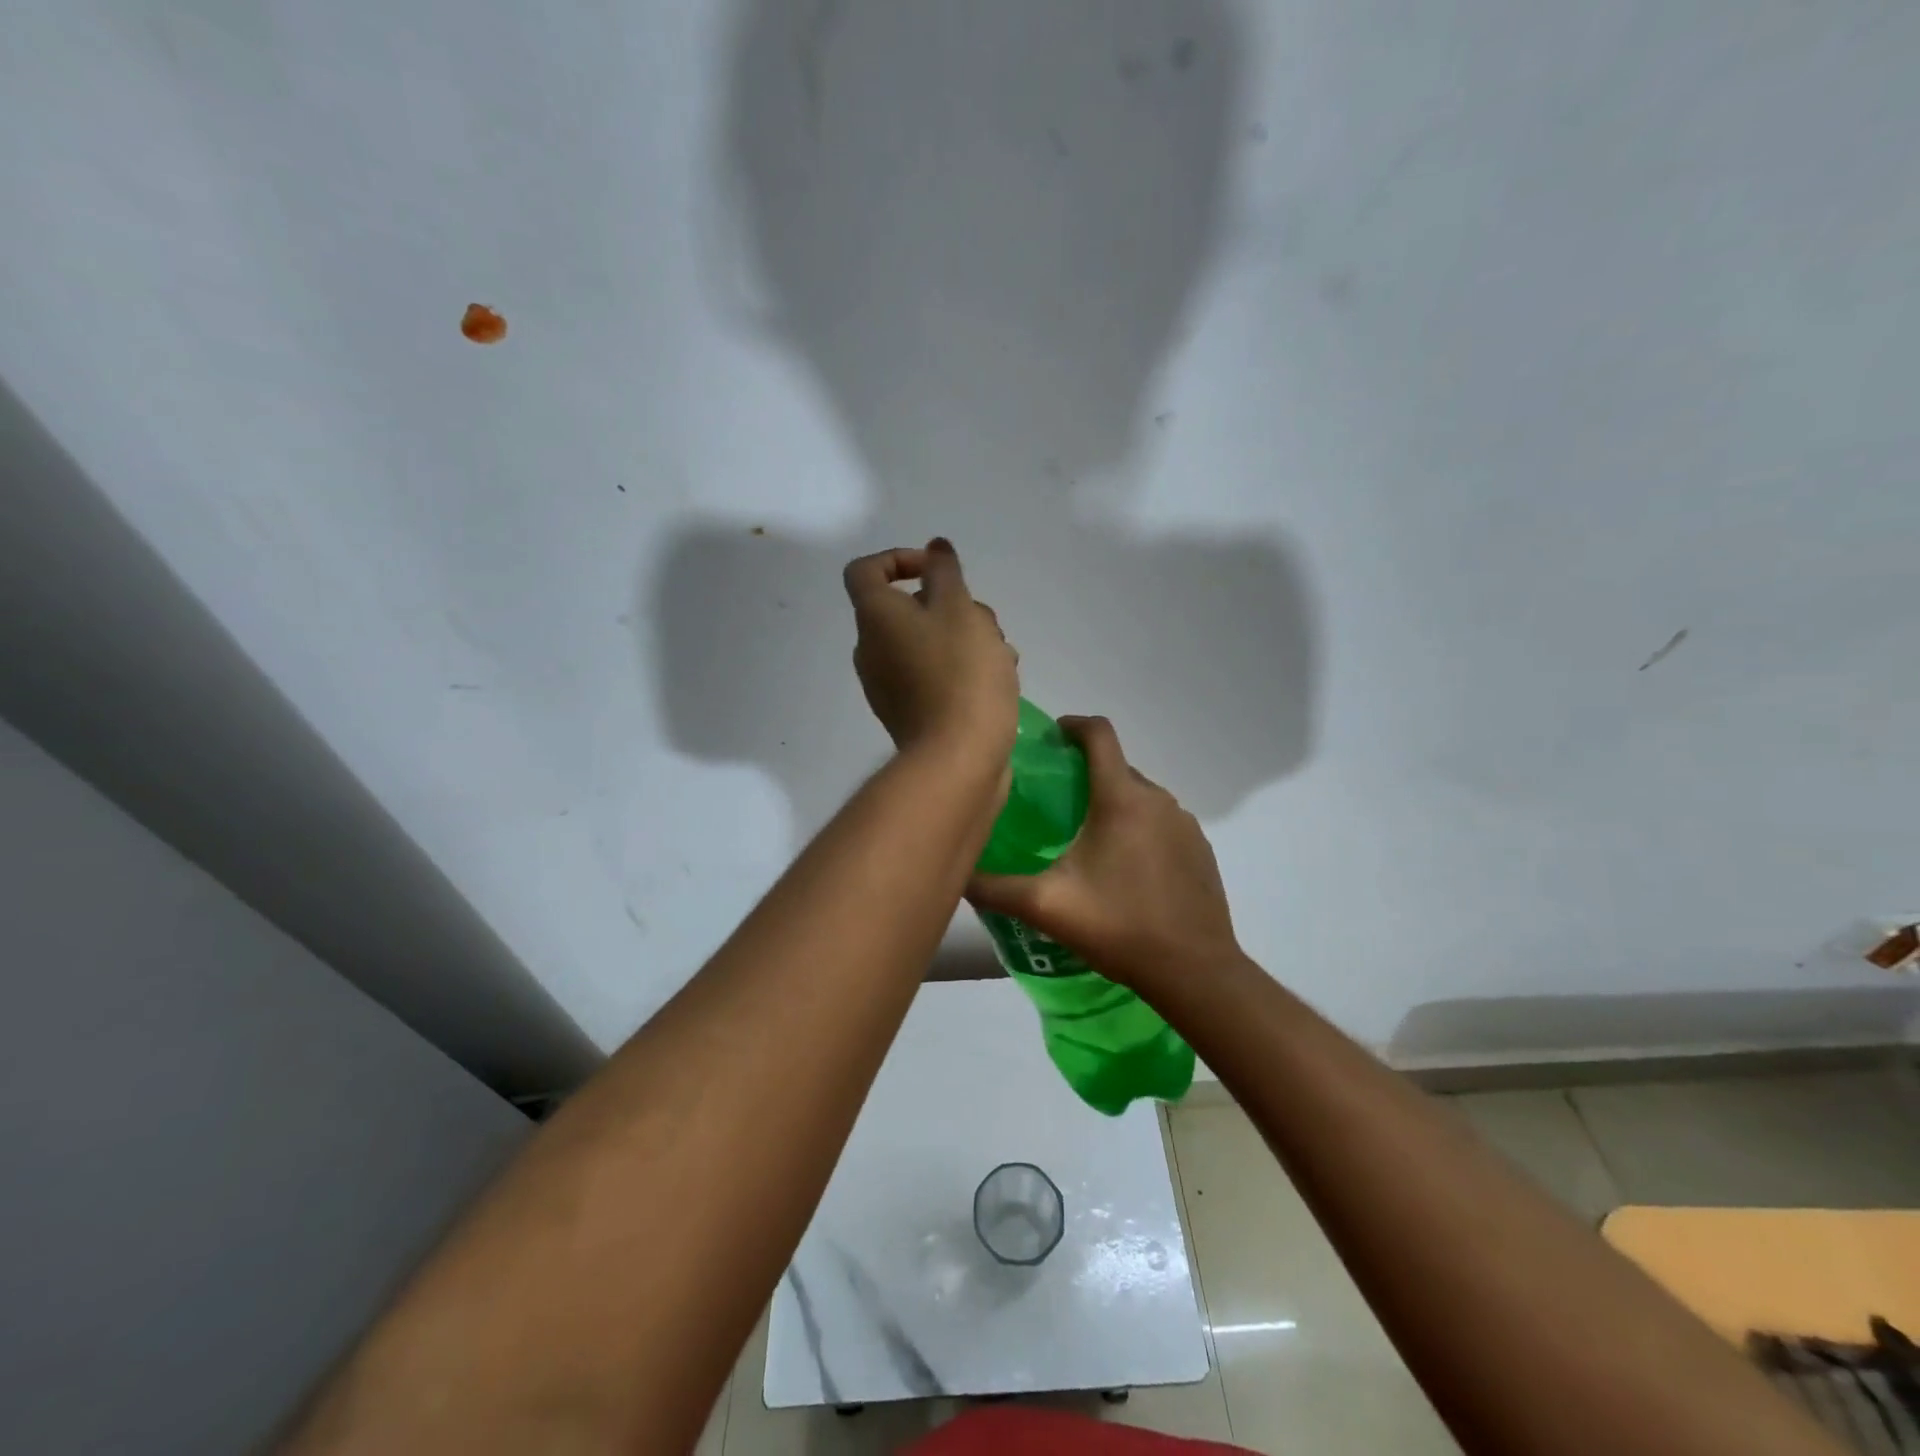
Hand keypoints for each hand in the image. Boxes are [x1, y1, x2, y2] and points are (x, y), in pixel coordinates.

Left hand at [845, 539, 1018, 770]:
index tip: (936, 570)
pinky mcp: (911, 712)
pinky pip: (933, 675)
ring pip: (929, 642)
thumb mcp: (959, 608)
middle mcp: (872, 649)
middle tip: (986, 622)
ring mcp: (889, 685)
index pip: (866, 570)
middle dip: (953, 605)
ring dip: (967, 638)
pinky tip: (998, 681)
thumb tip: (933, 549)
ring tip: (1003, 655)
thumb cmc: (960, 672)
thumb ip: (945, 572)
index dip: (898, 559)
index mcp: (875, 618)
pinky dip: (961, 669)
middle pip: (908, 608)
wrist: (958, 757)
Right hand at [966, 716, 1242, 992]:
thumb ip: (994, 887)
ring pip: (1140, 796)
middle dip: (1085, 772)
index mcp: (1121, 799)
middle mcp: (1158, 799)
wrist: (1194, 971)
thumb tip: (957, 875)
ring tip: (1084, 837)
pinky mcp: (1200, 849)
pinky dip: (1138, 828)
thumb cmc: (1118, 927)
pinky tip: (1123, 868)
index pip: (1099, 734)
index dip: (1072, 725)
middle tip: (1053, 801)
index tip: (1050, 738)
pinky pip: (1161, 822)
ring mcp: (1185, 824)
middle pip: (1117, 766)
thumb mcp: (1045, 906)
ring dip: (1112, 803)